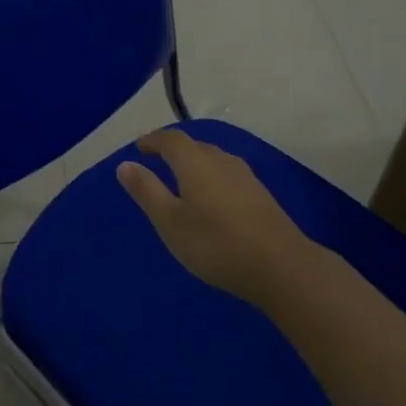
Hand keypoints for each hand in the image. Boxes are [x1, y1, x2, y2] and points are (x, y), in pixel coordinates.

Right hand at [116, 130, 311, 305]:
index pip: (170, 139)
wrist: (281, 266)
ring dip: (194, 162)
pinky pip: (226, 174)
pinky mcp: (260, 194)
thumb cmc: (215, 243)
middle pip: (193, 146)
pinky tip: (212, 197)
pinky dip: (211, 177)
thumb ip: (146, 190)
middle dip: (173, 149)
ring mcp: (244, 176)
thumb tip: (125, 164)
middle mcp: (220, 160)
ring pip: (213, 159)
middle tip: (157, 159)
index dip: (153, 140)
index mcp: (194, 162)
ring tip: (182, 177)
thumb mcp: (170, 221)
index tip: (140, 146)